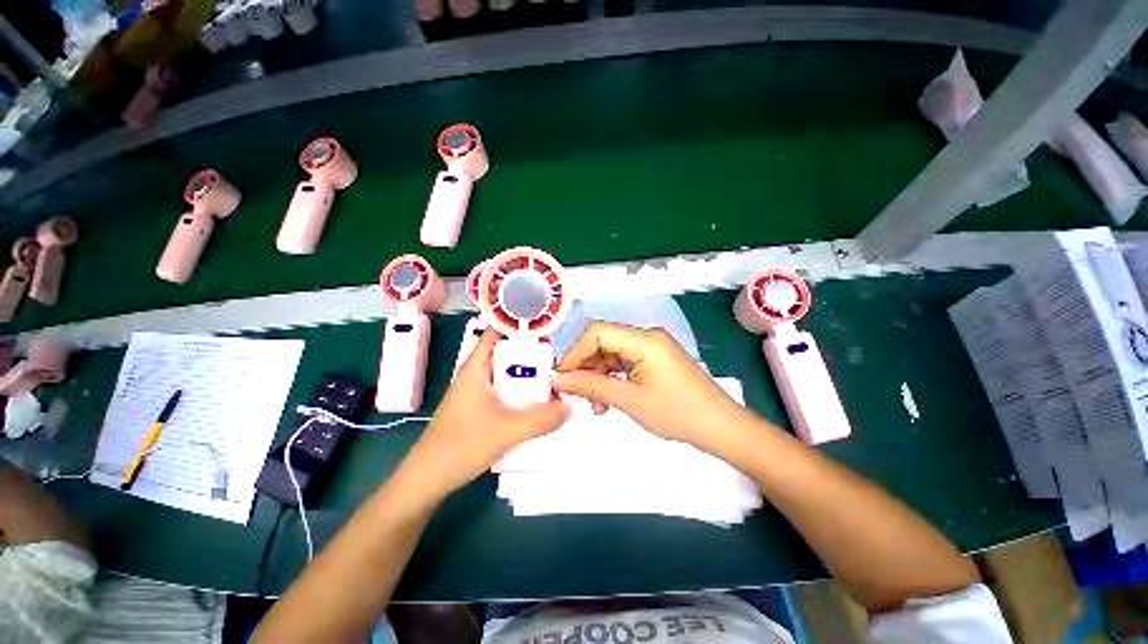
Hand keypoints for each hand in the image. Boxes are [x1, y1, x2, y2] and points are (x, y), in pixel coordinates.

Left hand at [397, 328, 569, 498]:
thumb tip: (568, 408)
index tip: (552, 331)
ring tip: (558, 391)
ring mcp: (475, 399)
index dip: (521, 328)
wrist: (430, 475)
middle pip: (506, 358)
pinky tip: (538, 416)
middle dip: (533, 360)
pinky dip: (521, 403)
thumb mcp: (507, 431)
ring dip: (529, 385)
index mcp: (475, 369)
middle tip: (563, 368)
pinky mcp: (477, 417)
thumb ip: (541, 419)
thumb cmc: (462, 444)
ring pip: (507, 382)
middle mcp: (475, 379)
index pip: (497, 334)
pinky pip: (504, 401)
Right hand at [552, 322, 752, 453]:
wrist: (716, 425)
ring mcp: (654, 349)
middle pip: (604, 341)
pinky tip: (608, 403)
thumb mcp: (630, 400)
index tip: (562, 380)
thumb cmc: (676, 412)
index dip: (575, 353)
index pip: (597, 332)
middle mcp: (649, 337)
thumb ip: (592, 386)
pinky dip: (613, 380)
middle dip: (585, 367)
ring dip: (598, 377)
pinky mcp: (658, 362)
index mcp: (645, 340)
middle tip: (576, 396)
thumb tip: (557, 378)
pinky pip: (626, 364)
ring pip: (612, 354)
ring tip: (595, 406)